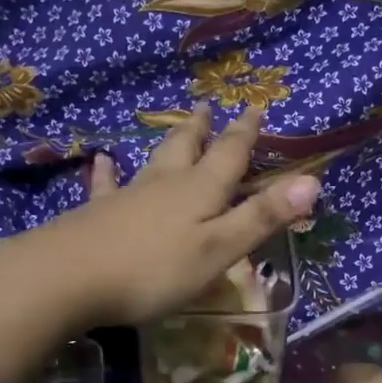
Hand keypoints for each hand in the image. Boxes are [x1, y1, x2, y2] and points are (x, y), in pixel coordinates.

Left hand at [12, 103, 318, 327]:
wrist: (68, 277)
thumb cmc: (153, 269)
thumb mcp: (218, 249)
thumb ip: (261, 217)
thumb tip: (313, 181)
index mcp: (200, 191)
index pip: (230, 153)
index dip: (245, 132)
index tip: (255, 105)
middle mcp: (165, 184)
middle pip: (189, 148)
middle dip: (203, 129)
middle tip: (208, 107)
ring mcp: (127, 196)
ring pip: (154, 161)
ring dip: (168, 141)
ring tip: (175, 124)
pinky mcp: (97, 214)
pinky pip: (106, 185)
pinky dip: (108, 171)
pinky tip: (101, 160)